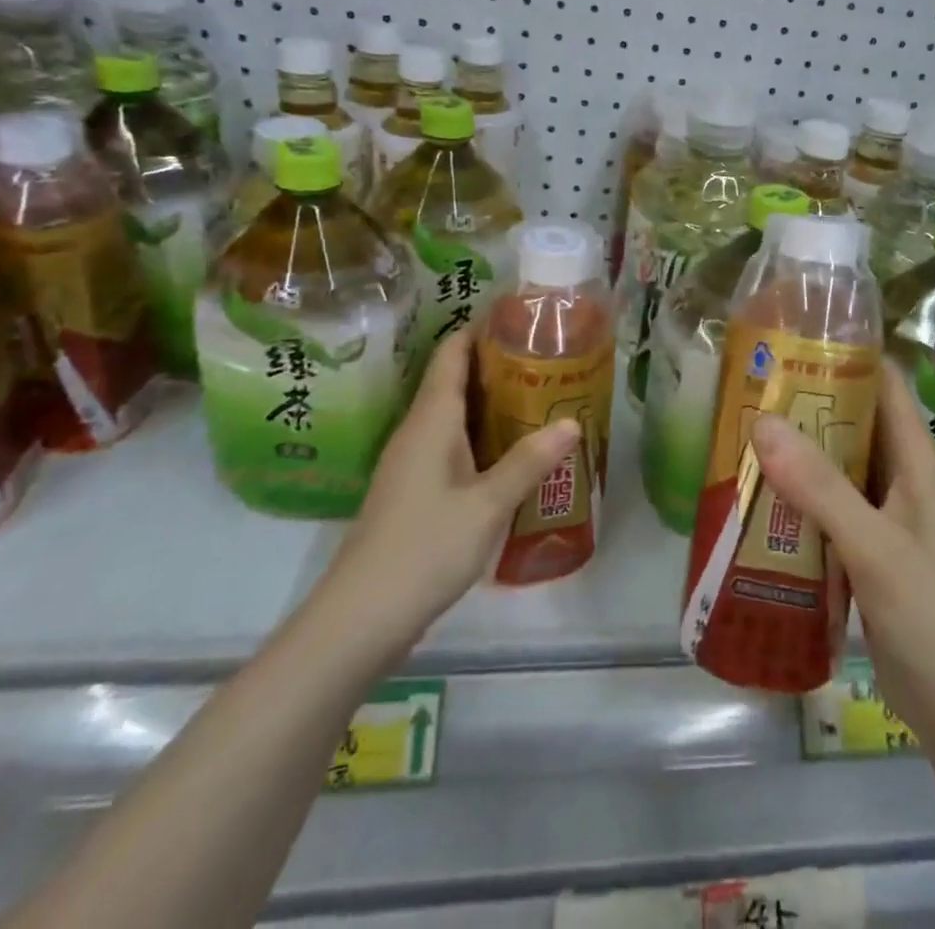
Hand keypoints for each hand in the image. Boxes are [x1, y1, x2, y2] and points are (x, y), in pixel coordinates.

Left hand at [324, 328, 579, 638]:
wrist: (361, 616)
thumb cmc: (426, 547)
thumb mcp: (488, 504)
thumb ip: (530, 461)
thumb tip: (572, 422)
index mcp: (431, 420)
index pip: (452, 354)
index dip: (480, 328)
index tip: (519, 317)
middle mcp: (418, 431)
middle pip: (454, 380)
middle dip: (496, 365)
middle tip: (546, 359)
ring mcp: (411, 462)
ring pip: (453, 415)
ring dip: (490, 403)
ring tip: (538, 398)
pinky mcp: (413, 490)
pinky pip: (450, 445)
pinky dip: (481, 436)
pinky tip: (510, 452)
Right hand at [751, 363, 934, 747]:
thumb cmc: (934, 619)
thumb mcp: (875, 548)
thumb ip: (820, 487)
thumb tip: (761, 420)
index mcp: (916, 463)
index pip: (884, 385)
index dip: (845, 354)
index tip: (790, 337)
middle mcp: (900, 481)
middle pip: (852, 423)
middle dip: (805, 402)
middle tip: (746, 387)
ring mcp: (883, 519)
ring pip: (835, 467)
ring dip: (796, 452)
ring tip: (739, 432)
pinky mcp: (866, 554)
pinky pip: (826, 510)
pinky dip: (795, 498)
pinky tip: (755, 498)